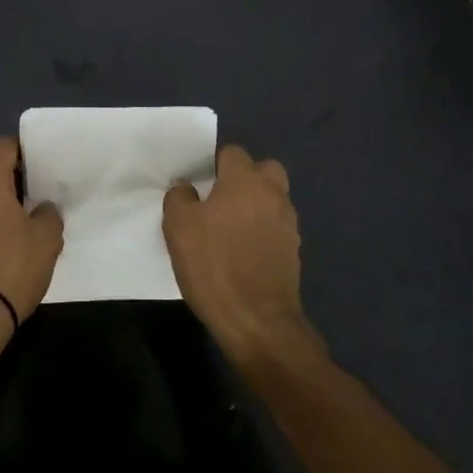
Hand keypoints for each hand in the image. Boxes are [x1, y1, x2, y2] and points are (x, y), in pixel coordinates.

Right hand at [163, 144, 309, 363]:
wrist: (257, 320)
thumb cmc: (213, 265)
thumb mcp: (178, 227)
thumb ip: (179, 197)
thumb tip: (186, 187)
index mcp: (245, 180)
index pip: (232, 152)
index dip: (214, 163)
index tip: (199, 182)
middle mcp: (273, 194)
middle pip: (263, 169)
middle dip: (245, 177)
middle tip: (220, 199)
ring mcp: (288, 223)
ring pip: (273, 198)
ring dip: (255, 204)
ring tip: (229, 228)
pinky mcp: (294, 250)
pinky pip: (276, 226)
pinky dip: (262, 230)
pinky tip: (243, 251)